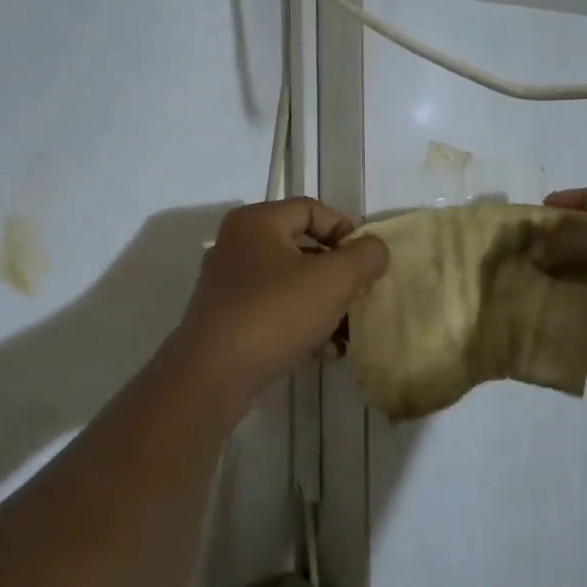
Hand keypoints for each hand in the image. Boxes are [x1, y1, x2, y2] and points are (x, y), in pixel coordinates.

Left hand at [172, 198, 388, 397]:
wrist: (211, 377)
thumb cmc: (275, 314)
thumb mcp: (333, 280)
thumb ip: (364, 256)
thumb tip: (375, 249)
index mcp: (256, 223)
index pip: (312, 209)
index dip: (346, 230)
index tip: (367, 262)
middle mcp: (237, 246)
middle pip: (303, 249)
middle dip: (338, 275)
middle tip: (361, 295)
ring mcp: (229, 286)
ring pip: (291, 285)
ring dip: (325, 305)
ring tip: (349, 331)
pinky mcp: (228, 321)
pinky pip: (275, 312)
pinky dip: (302, 325)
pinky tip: (326, 351)